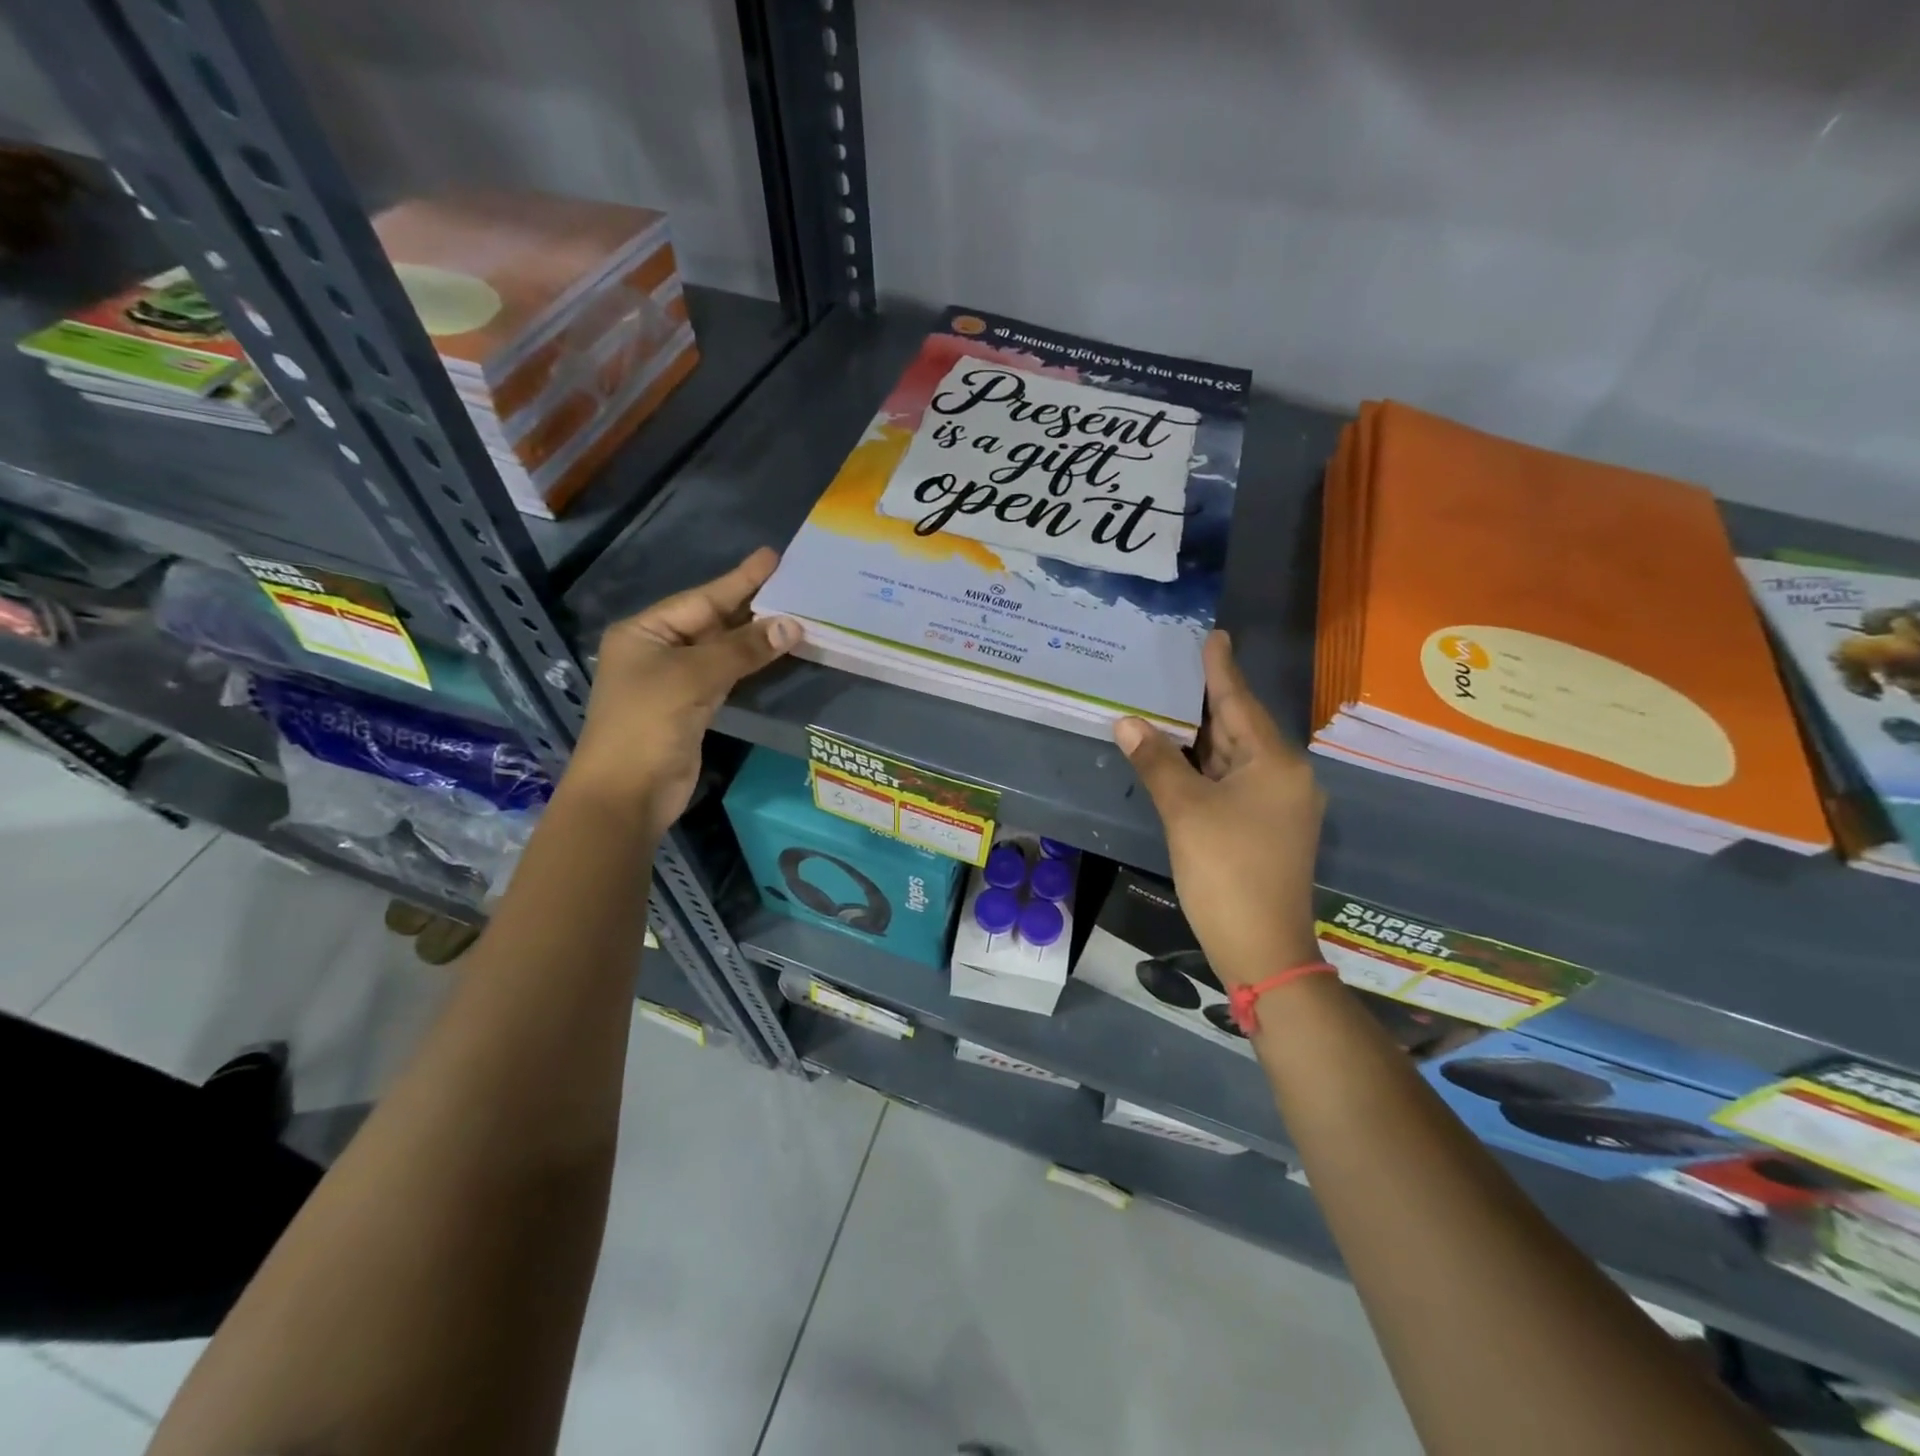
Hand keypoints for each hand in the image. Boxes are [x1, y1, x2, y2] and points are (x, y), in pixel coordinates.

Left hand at [568, 548, 800, 836]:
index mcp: (645, 632)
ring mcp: (674, 681)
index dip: (739, 580)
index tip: (772, 557)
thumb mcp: (693, 678)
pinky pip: (726, 676)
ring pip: (722, 650)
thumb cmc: (648, 724)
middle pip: (712, 621)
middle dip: (751, 606)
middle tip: (793, 584)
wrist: (627, 793)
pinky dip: (750, 665)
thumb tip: (792, 625)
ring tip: (795, 615)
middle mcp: (657, 651)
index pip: (701, 599)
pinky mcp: (691, 708)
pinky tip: (774, 653)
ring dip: (755, 637)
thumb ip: (742, 650)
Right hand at [1113, 630, 1324, 988]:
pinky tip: (1181, 757)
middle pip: (1239, 728)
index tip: (1213, 635)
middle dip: (1206, 701)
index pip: (1239, 702)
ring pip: (1235, 758)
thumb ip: (1157, 762)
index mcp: (1275, 763)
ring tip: (1170, 704)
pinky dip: (1207, 767)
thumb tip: (1126, 722)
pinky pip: (1235, 782)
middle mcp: (1285, 777)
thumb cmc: (1226, 871)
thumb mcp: (1185, 811)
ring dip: (1202, 736)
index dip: (1220, 669)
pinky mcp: (1268, 828)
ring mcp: (1279, 805)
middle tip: (1177, 668)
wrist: (1262, 948)